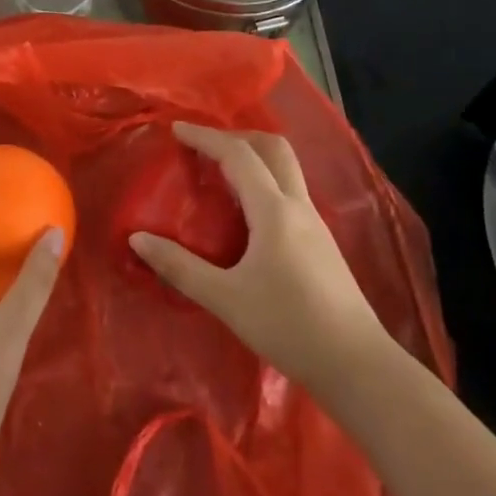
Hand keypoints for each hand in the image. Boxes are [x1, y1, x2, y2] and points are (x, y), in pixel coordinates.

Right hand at [129, 122, 388, 391]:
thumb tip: (137, 239)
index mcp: (274, 210)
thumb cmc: (289, 326)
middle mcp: (298, 206)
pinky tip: (247, 213)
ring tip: (219, 173)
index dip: (205, 137)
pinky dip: (264, 182)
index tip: (176, 129)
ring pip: (285, 169)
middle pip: (273, 148)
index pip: (237, 155)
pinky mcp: (322, 243)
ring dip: (253, 157)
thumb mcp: (226, 299)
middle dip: (237, 136)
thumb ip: (180, 267)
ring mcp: (315, 223)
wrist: (358, 366)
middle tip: (204, 145)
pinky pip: (290, 192)